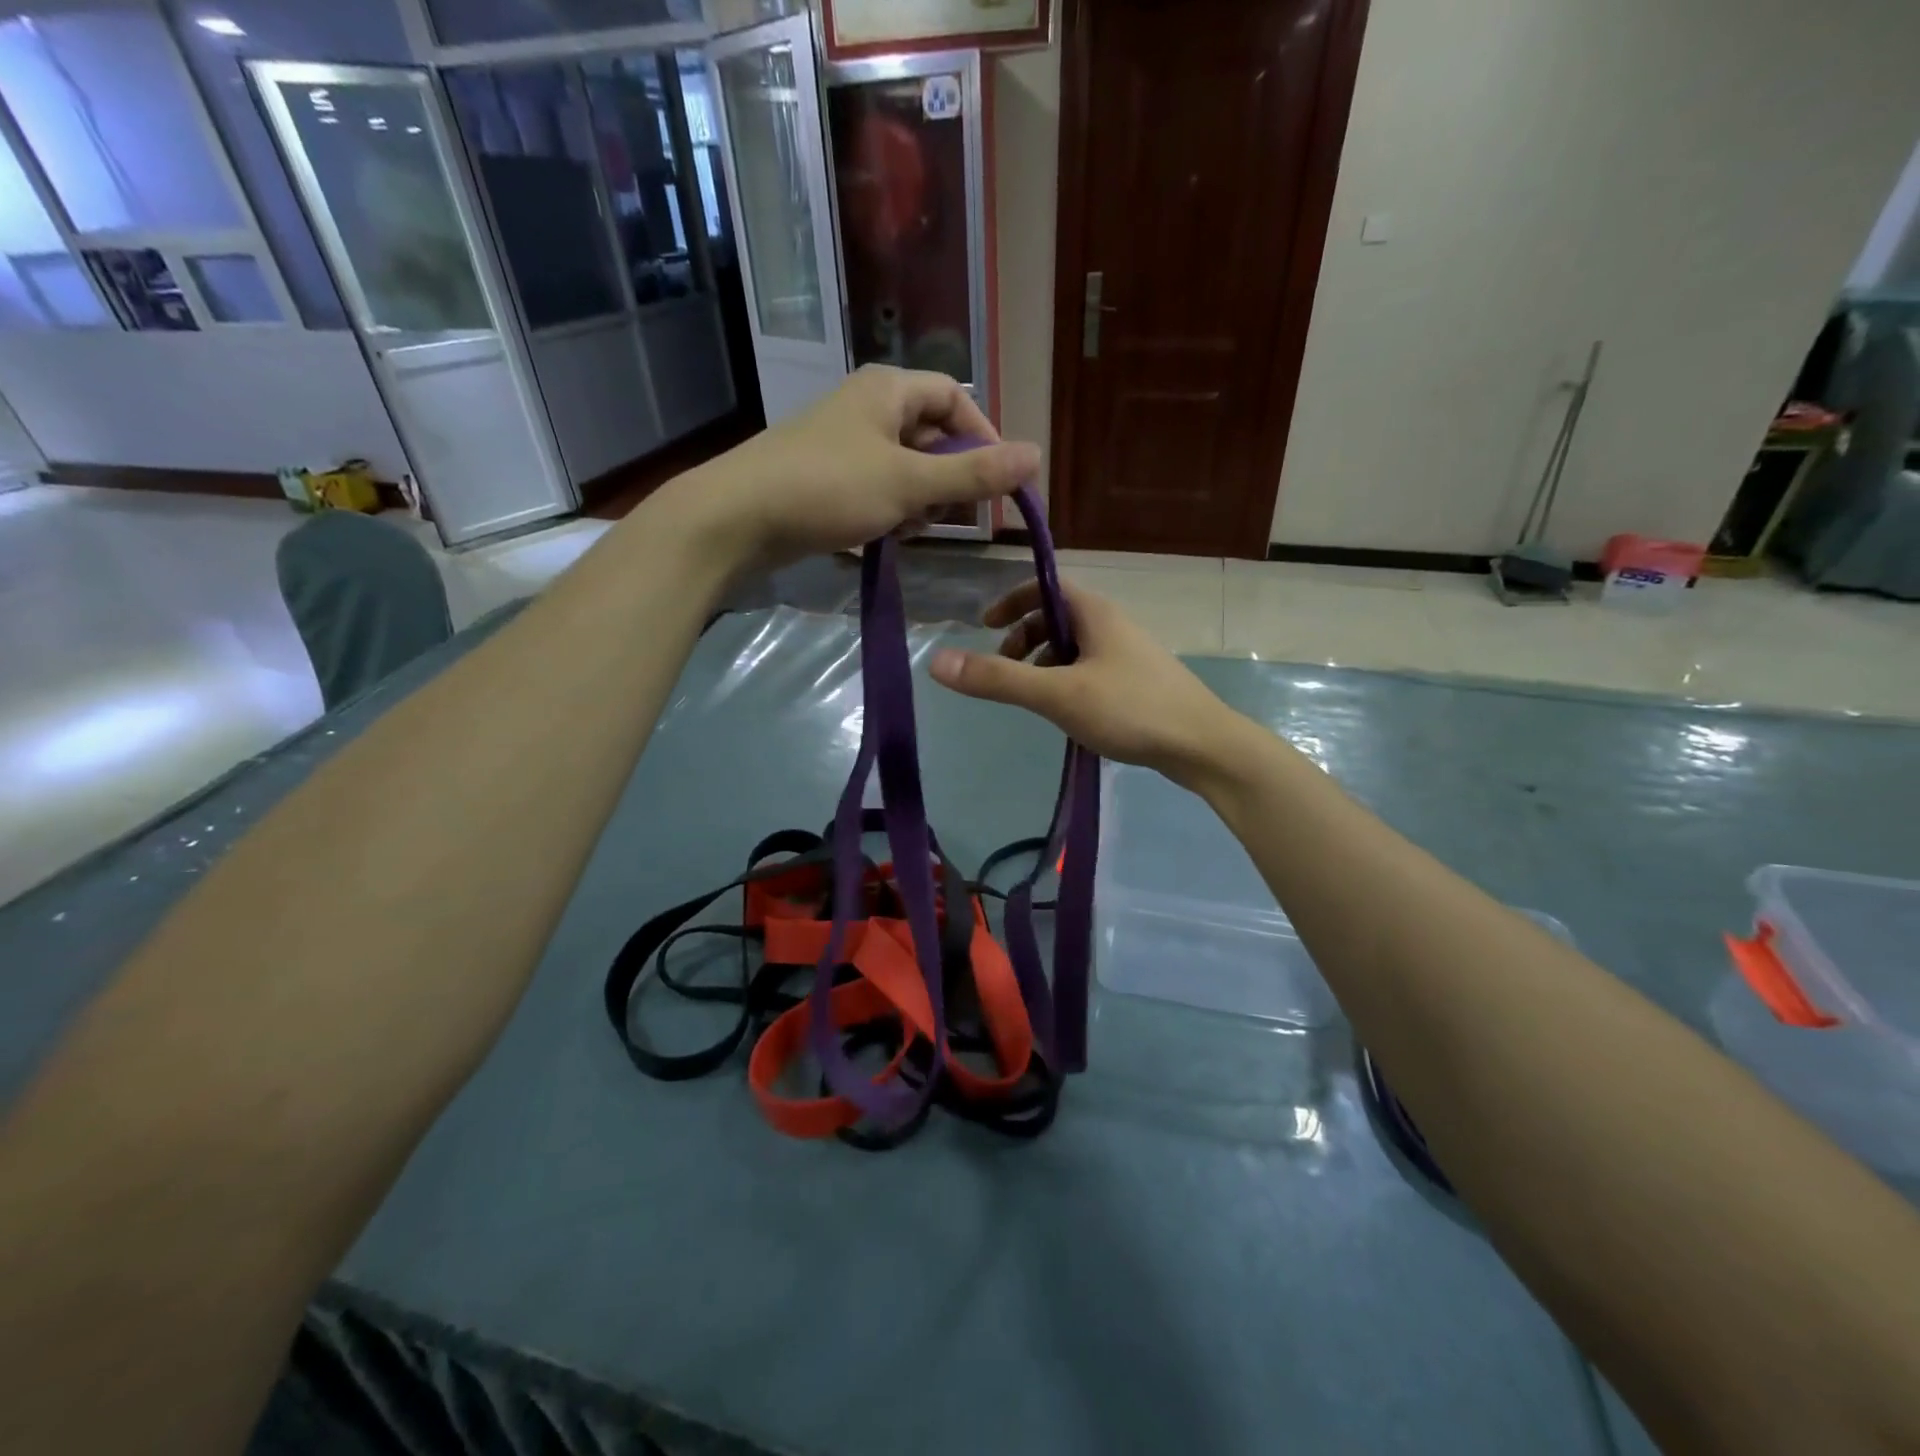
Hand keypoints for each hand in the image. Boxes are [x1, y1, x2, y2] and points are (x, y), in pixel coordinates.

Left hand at [678, 366, 1039, 570]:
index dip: (983, 438)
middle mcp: (868, 407)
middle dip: (949, 477)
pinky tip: (885, 535)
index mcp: (888, 390)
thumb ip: (973, 475)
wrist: (738, 518)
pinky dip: (891, 510)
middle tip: (949, 514)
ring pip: (906, 467)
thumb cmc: (828, 488)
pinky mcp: (827, 478)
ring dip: (920, 500)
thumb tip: (1036, 455)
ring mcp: (844, 443)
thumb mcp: (909, 483)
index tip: (998, 484)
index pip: (955, 400)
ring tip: (910, 528)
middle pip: (931, 435)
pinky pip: (878, 488)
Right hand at [930, 581, 1243, 784]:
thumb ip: (998, 680)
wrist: (1203, 746)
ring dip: (1043, 665)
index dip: (1011, 601)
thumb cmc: (1130, 709)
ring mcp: (1127, 656)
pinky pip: (1089, 671)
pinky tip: (1066, 715)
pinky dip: (1066, 683)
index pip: (1044, 586)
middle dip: (1023, 640)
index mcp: (1095, 614)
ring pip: (1073, 648)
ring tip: (1032, 699)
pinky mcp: (1137, 684)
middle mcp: (1112, 626)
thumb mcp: (1057, 694)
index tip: (984, 627)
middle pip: (1056, 618)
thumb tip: (936, 661)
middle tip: (1003, 672)